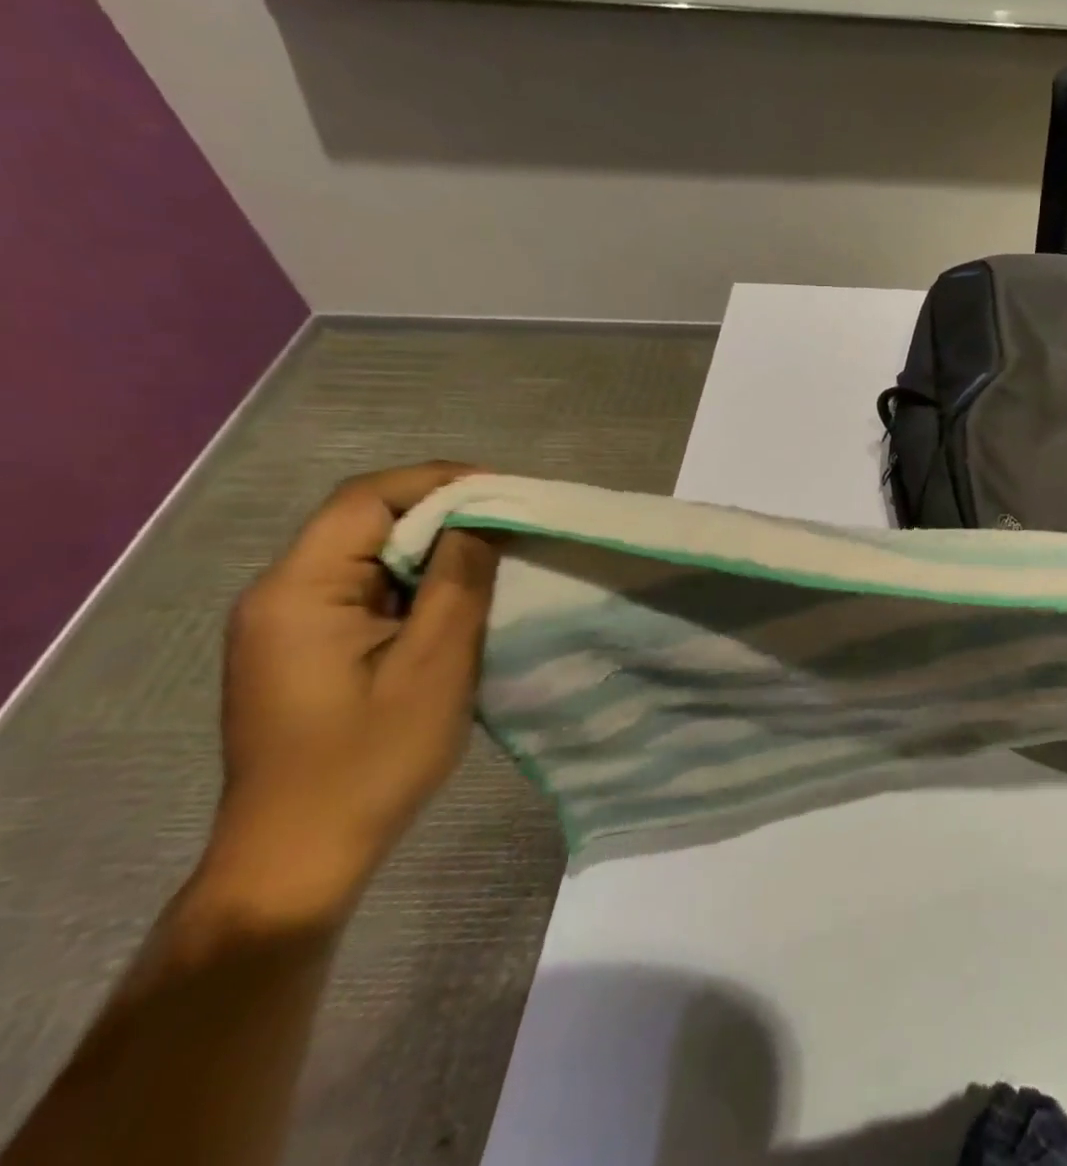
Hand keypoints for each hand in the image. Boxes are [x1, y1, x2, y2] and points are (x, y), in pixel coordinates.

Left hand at [195, 462, 497, 927]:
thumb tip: (483, 518)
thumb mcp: (434, 664)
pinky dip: (418, 578)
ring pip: (368, 553)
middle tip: (514, 519)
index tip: (507, 490)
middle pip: (364, 520)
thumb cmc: (369, 760)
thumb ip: (459, 580)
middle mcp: (281, 594)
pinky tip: (459, 595)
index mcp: (298, 591)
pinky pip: (367, 588)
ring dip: (434, 545)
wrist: (300, 856)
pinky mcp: (307, 648)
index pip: (366, 499)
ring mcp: (289, 623)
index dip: (439, 481)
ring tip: (500, 550)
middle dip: (443, 509)